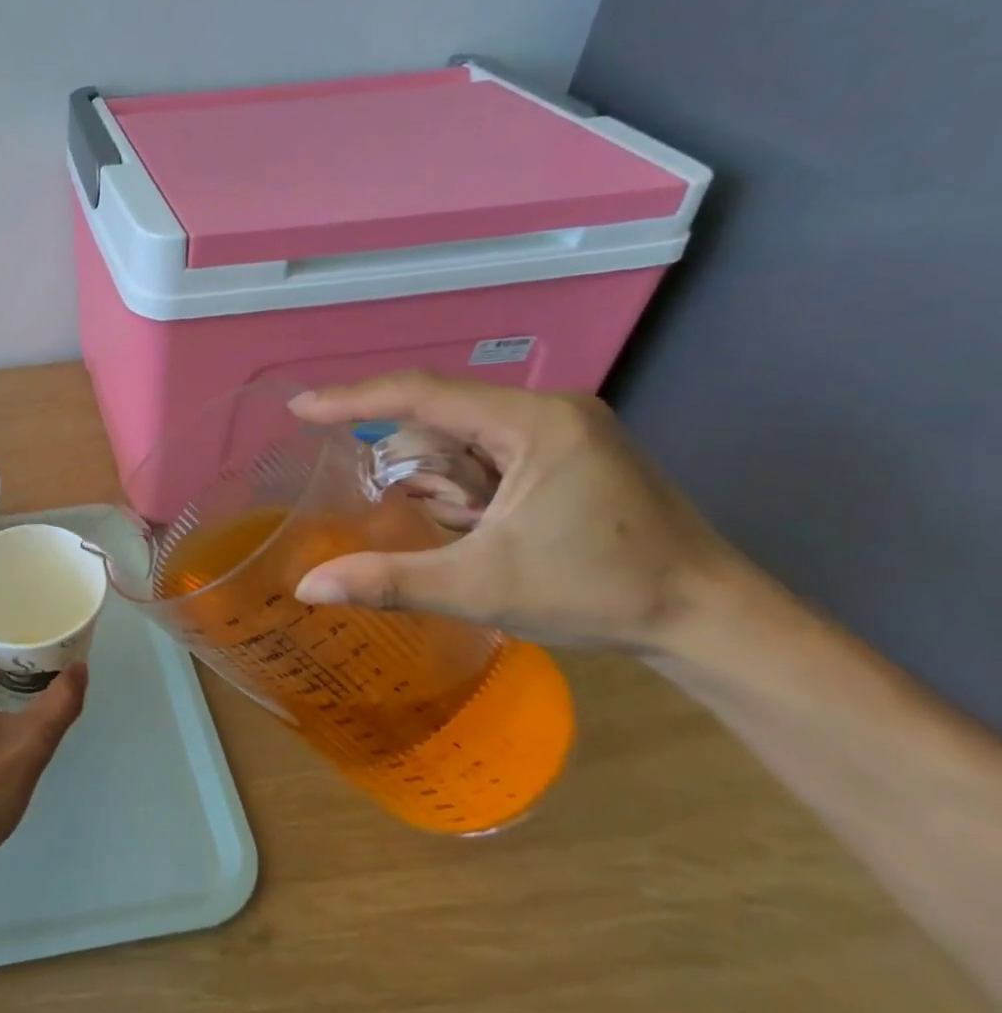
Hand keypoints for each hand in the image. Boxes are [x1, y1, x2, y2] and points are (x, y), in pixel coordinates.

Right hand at [289, 372, 747, 652]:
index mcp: (534, 423)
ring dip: (444, 478)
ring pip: (466, 434)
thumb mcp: (482, 587)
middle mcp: (550, 409)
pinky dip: (467, 481)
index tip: (300, 408)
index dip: (354, 399)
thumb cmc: (600, 593)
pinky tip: (480, 522)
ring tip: (463, 529)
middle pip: (444, 415)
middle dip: (415, 462)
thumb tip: (306, 587)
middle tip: (395, 501)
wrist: (713, 618)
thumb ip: (389, 582)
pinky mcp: (572, 450)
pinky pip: (491, 449)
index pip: (423, 394)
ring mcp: (565, 427)